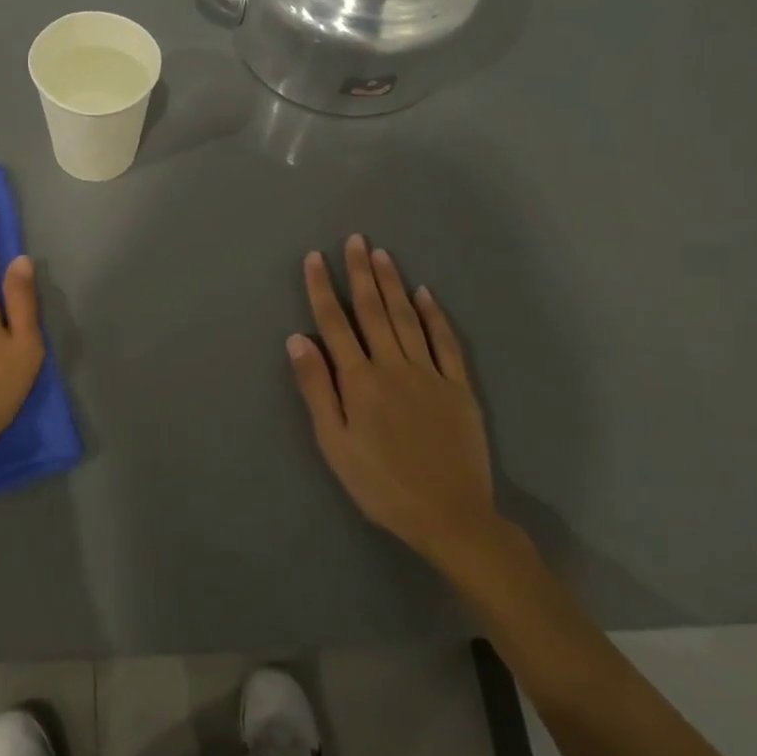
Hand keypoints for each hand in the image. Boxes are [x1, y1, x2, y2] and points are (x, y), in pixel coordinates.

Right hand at [287, 234, 502, 572]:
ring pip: (407, 317)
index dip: (322, 288)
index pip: (335, 323)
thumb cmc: (380, 484)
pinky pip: (445, 341)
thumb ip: (316, 389)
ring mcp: (430, 373)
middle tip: (354, 240)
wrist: (450, 515)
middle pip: (372, 311)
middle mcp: (393, 366)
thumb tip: (298, 339)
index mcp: (359, 380)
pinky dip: (434, 315)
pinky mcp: (458, 386)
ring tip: (381, 254)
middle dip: (360, 272)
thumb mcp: (334, 444)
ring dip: (392, 284)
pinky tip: (425, 294)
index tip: (315, 257)